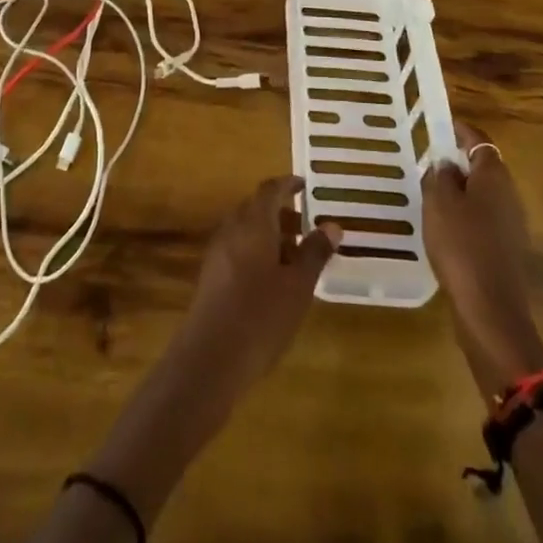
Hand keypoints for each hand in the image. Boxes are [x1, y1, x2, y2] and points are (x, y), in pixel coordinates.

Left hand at [172, 175, 340, 397]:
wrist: (210, 357)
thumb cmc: (261, 315)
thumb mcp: (298, 286)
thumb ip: (314, 252)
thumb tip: (332, 224)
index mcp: (253, 223)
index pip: (270, 190)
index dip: (287, 184)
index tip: (304, 185)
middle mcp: (232, 229)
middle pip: (255, 208)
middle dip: (279, 212)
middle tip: (305, 226)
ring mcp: (217, 252)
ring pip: (245, 230)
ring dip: (268, 233)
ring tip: (294, 256)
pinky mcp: (210, 276)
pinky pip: (236, 249)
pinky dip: (255, 251)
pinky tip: (271, 279)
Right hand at [423, 123, 542, 390]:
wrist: (490, 309)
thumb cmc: (461, 246)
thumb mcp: (438, 203)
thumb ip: (440, 176)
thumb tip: (446, 164)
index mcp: (494, 176)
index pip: (479, 140)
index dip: (460, 131)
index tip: (440, 126)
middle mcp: (509, 195)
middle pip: (484, 168)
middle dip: (458, 163)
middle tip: (429, 163)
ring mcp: (513, 225)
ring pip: (484, 196)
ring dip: (461, 192)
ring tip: (432, 196)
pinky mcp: (508, 251)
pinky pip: (485, 221)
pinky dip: (467, 217)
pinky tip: (445, 230)